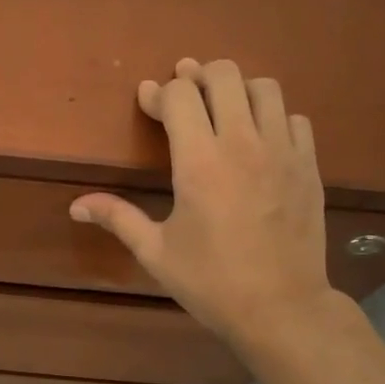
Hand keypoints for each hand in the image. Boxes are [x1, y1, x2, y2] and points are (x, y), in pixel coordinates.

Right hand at [70, 59, 335, 352]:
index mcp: (199, 161)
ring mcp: (282, 151)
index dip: (158, 93)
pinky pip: (294, 118)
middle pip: (223, 75)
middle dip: (197, 77)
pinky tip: (259, 138)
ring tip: (222, 109)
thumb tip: (75, 206)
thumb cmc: (211, 281)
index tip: (148, 102)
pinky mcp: (308, 166)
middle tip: (183, 94)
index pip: (179, 96)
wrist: (281, 308)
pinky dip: (273, 116)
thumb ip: (118, 218)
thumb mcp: (155, 252)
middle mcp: (243, 143)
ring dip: (238, 89)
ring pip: (264, 87)